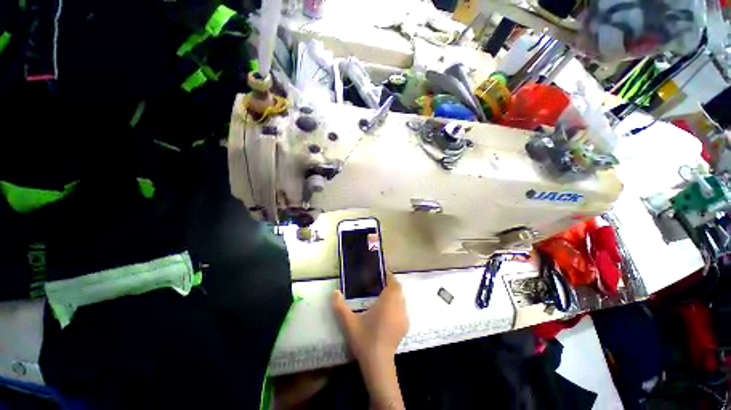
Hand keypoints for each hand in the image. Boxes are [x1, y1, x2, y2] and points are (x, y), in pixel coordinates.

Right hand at [332, 273, 408, 363]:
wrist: (378, 363)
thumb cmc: (365, 339)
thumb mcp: (349, 323)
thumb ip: (340, 307)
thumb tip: (334, 292)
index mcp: (387, 302)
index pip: (394, 284)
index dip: (390, 277)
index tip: (382, 274)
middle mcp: (398, 307)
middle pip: (398, 290)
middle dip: (391, 285)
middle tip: (379, 285)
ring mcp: (403, 318)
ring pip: (402, 300)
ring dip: (394, 295)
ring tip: (383, 297)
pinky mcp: (405, 327)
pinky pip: (403, 310)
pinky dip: (397, 306)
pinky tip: (387, 313)